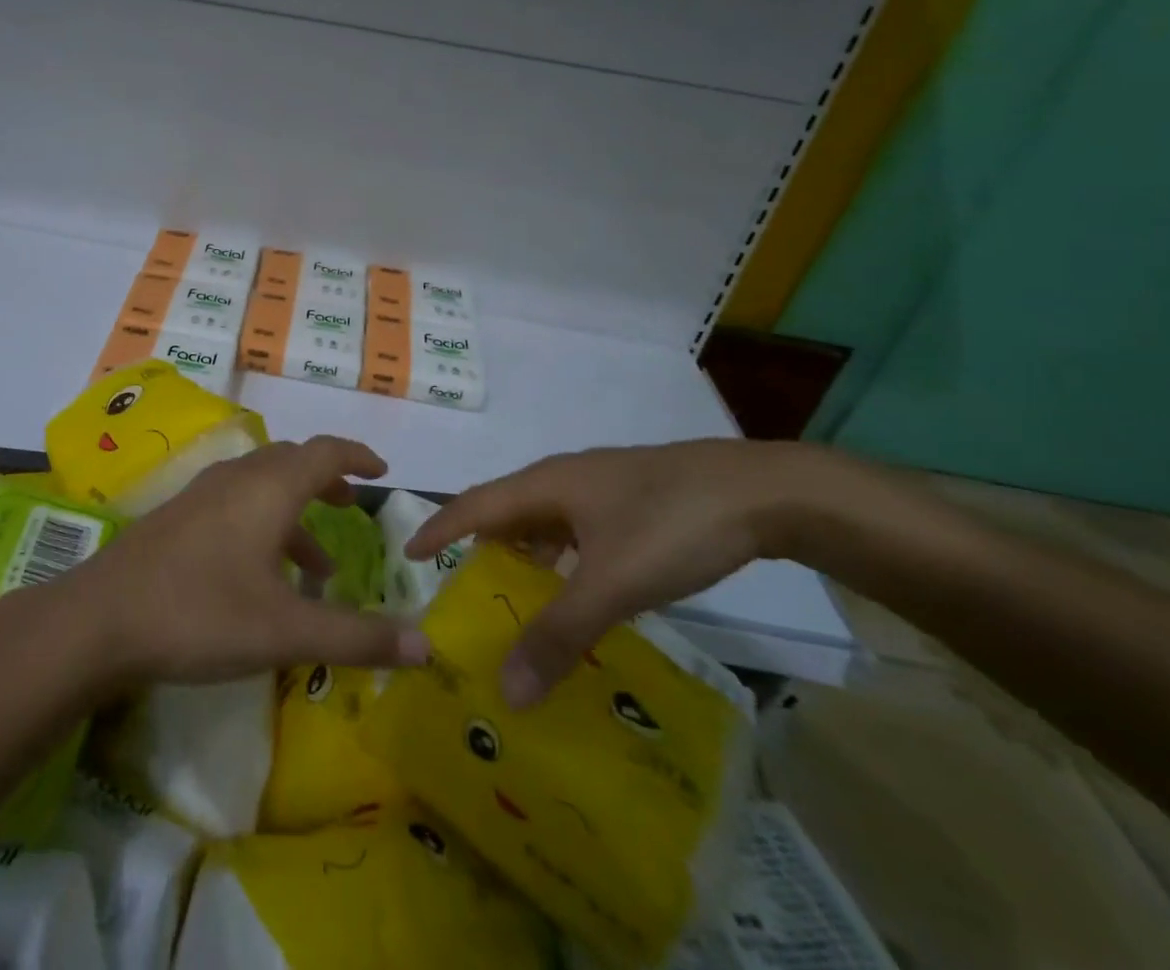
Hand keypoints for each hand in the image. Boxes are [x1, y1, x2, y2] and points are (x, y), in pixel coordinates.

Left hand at [58, 435, 430, 687]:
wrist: (99, 619)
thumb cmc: (202, 613)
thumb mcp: (286, 631)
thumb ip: (357, 637)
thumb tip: (426, 646)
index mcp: (269, 488)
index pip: (324, 452)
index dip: (357, 456)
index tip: (381, 471)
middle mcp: (237, 478)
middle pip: (291, 462)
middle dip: (325, 481)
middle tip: (350, 507)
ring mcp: (202, 496)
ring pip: (261, 486)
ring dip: (294, 513)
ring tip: (318, 566)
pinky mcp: (178, 518)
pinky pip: (235, 505)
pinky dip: (263, 526)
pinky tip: (259, 576)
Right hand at [404, 440, 825, 707]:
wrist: (762, 491)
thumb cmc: (672, 524)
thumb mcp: (613, 583)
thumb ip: (559, 634)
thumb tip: (504, 690)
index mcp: (546, 485)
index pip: (474, 505)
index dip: (439, 528)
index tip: (407, 554)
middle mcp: (565, 478)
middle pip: (507, 511)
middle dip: (480, 547)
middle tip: (463, 591)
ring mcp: (601, 486)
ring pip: (545, 521)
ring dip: (525, 556)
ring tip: (516, 600)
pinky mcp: (632, 500)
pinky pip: (577, 529)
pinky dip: (563, 559)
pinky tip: (580, 589)